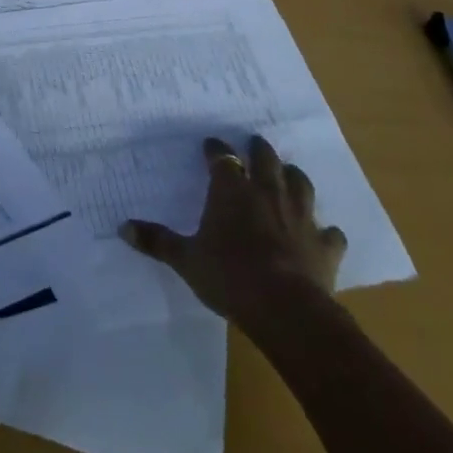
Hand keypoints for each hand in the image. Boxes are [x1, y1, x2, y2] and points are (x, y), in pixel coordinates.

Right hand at [120, 135, 346, 324]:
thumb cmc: (229, 276)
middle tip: (255, 144)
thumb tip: (122, 227)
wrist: (285, 308)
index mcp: (232, 191)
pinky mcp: (324, 245)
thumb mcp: (186, 260)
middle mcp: (267, 193)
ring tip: (289, 174)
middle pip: (266, 159)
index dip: (216, 150)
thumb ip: (157, 241)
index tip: (211, 145)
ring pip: (300, 184)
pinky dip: (326, 232)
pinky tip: (325, 234)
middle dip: (259, 150)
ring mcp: (300, 217)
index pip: (222, 158)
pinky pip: (330, 233)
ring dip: (293, 177)